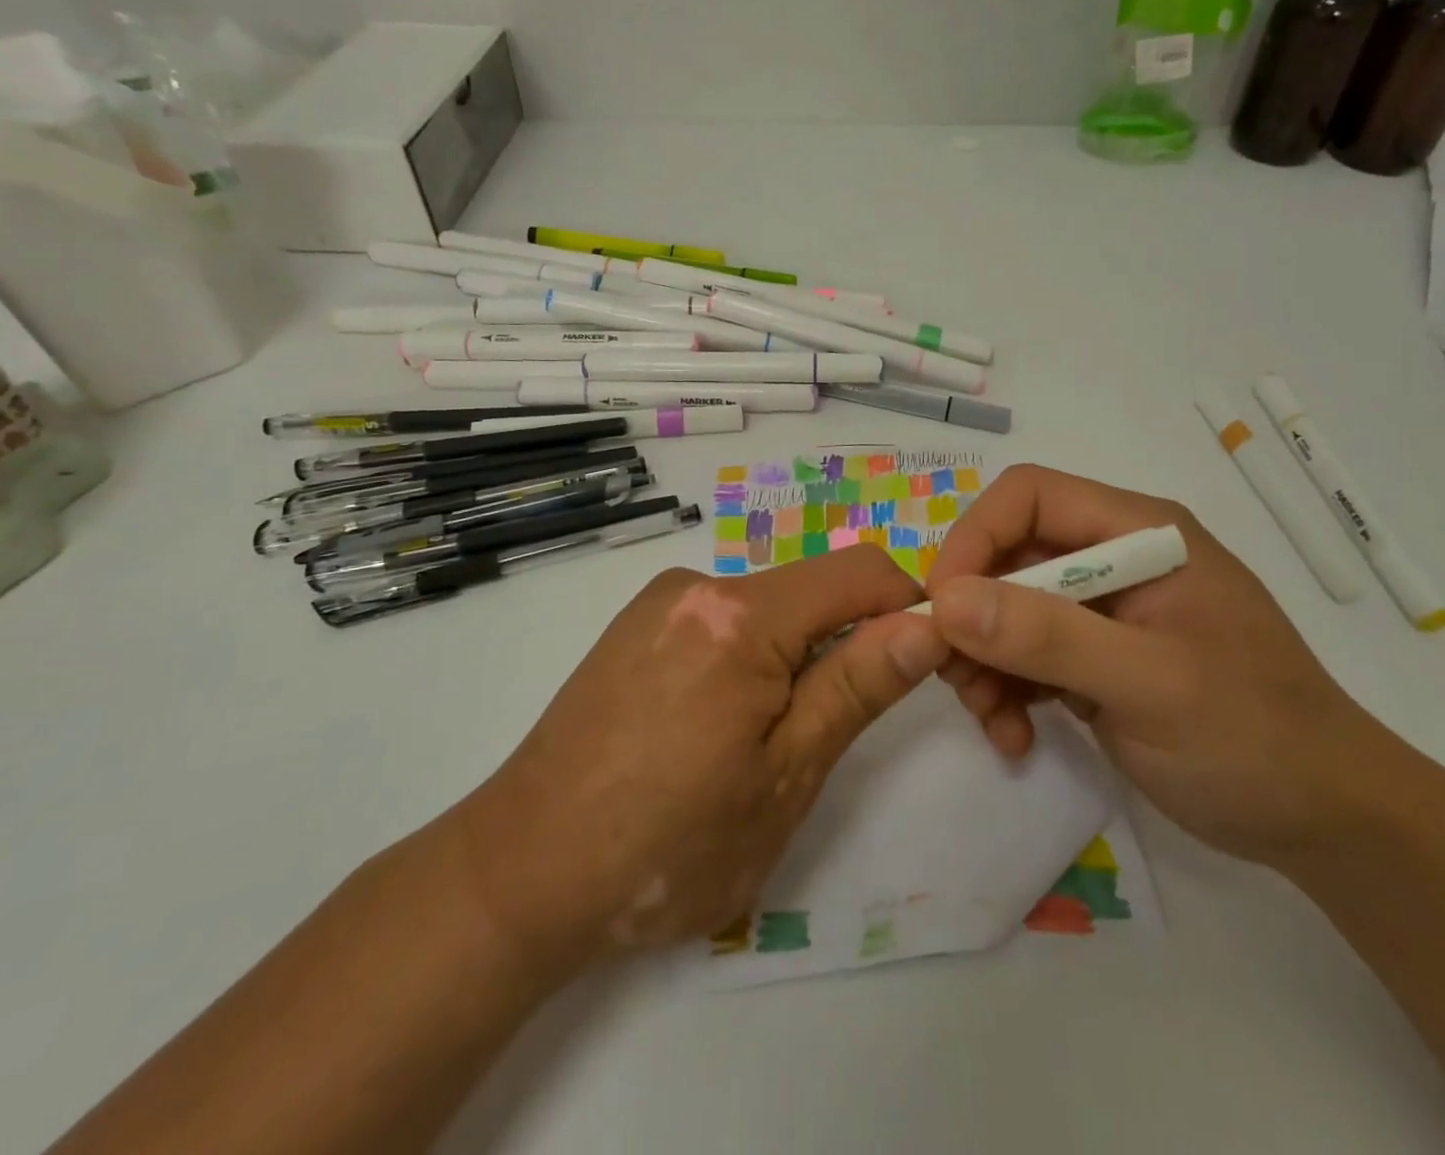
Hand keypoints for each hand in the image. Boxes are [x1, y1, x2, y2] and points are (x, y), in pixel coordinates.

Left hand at [454, 545, 946, 959]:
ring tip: (759, 744)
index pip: (861, 571)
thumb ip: (857, 687)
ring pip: (767, 608)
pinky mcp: (635, 626)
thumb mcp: (785, 776)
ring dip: (793, 657)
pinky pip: (721, 621)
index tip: (921, 666)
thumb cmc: (667, 844)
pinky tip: (711, 728)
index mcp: (741, 614)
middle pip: (811, 589)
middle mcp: (699, 585)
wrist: (518, 873)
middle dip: (845, 643)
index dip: (907, 607)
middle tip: (828, 732)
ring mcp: (660, 602)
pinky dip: (748, 658)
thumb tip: (926, 625)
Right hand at [921, 465, 1396, 866]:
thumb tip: (947, 600)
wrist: (1327, 822)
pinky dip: (1006, 690)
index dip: (975, 539)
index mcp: (1139, 532)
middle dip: (974, 617)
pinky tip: (1015, 736)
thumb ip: (1048, 636)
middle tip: (957, 681)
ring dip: (984, 661)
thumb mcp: (1150, 685)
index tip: (944, 609)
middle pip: (1008, 555)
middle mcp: (1115, 556)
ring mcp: (1105, 608)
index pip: (1028, 496)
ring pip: (1006, 607)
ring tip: (992, 721)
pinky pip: (1025, 653)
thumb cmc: (1254, 739)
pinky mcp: (1096, 654)